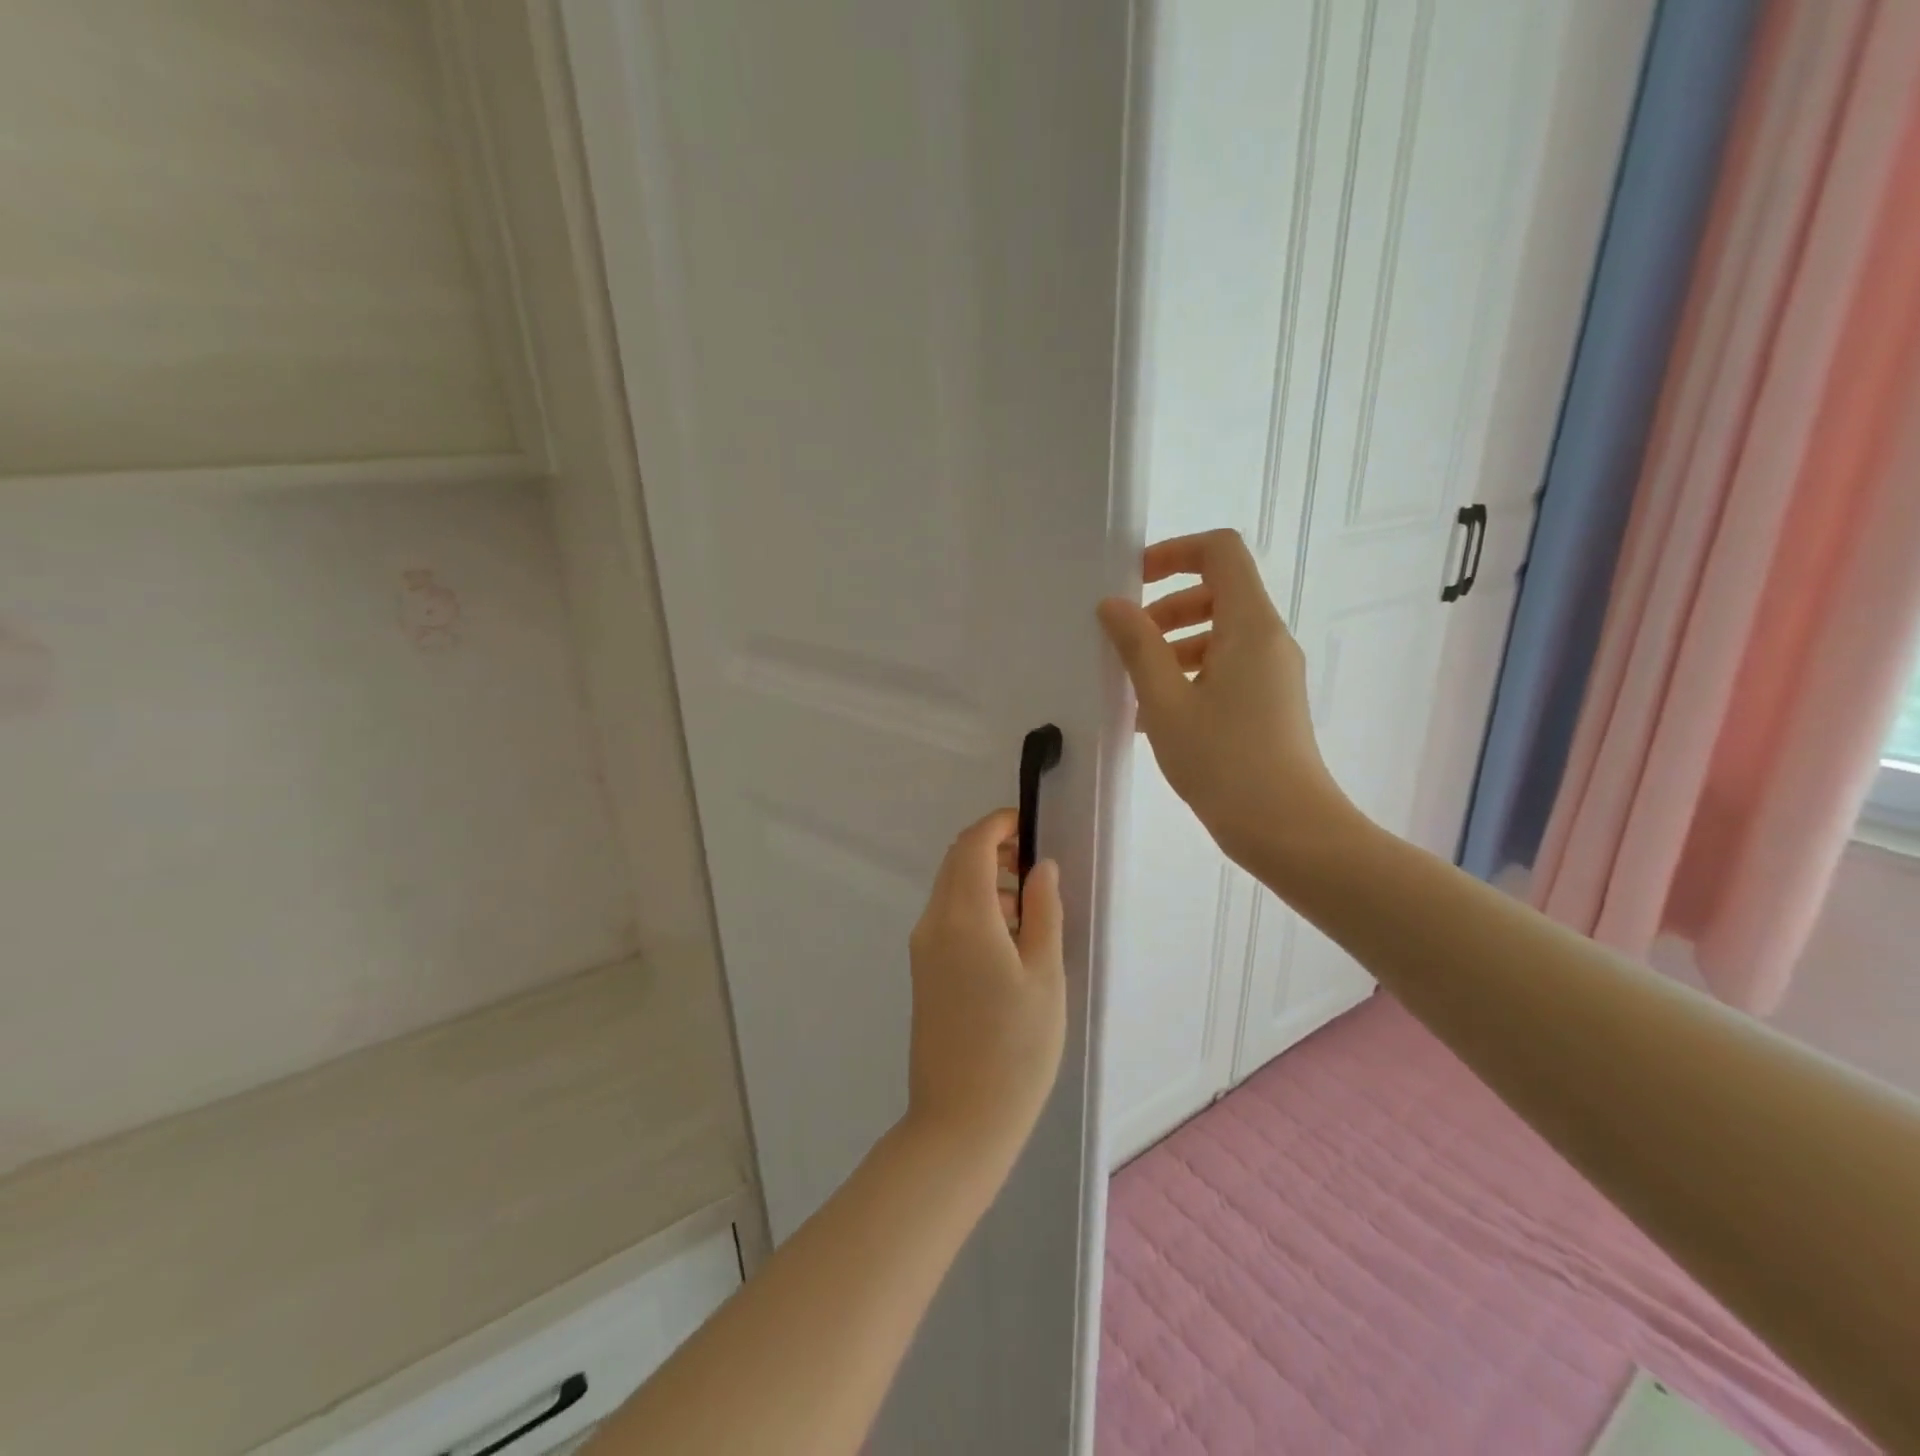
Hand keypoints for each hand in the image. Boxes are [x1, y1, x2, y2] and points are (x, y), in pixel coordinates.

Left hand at [904, 809, 1065, 1179]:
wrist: (960, 1121)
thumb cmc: (1016, 1048)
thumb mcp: (1045, 976)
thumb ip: (1043, 912)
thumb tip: (1040, 866)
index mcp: (963, 916)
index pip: (972, 844)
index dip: (1000, 824)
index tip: (1032, 827)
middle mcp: (933, 923)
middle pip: (957, 862)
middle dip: (994, 850)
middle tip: (1037, 868)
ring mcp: (923, 948)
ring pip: (952, 890)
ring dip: (987, 882)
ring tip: (1032, 912)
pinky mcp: (924, 971)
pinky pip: (948, 919)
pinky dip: (976, 909)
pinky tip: (1010, 943)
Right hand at [1097, 528, 1352, 869]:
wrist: (1288, 830)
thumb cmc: (1223, 761)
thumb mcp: (1165, 702)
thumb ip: (1138, 647)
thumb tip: (1113, 605)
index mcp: (1249, 625)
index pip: (1220, 552)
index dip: (1175, 553)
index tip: (1134, 582)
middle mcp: (1268, 640)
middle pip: (1218, 593)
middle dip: (1166, 607)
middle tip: (1127, 642)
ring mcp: (1273, 674)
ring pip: (1219, 635)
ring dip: (1173, 646)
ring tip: (1134, 688)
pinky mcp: (1270, 704)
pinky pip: (1227, 669)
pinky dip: (1190, 675)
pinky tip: (1156, 717)